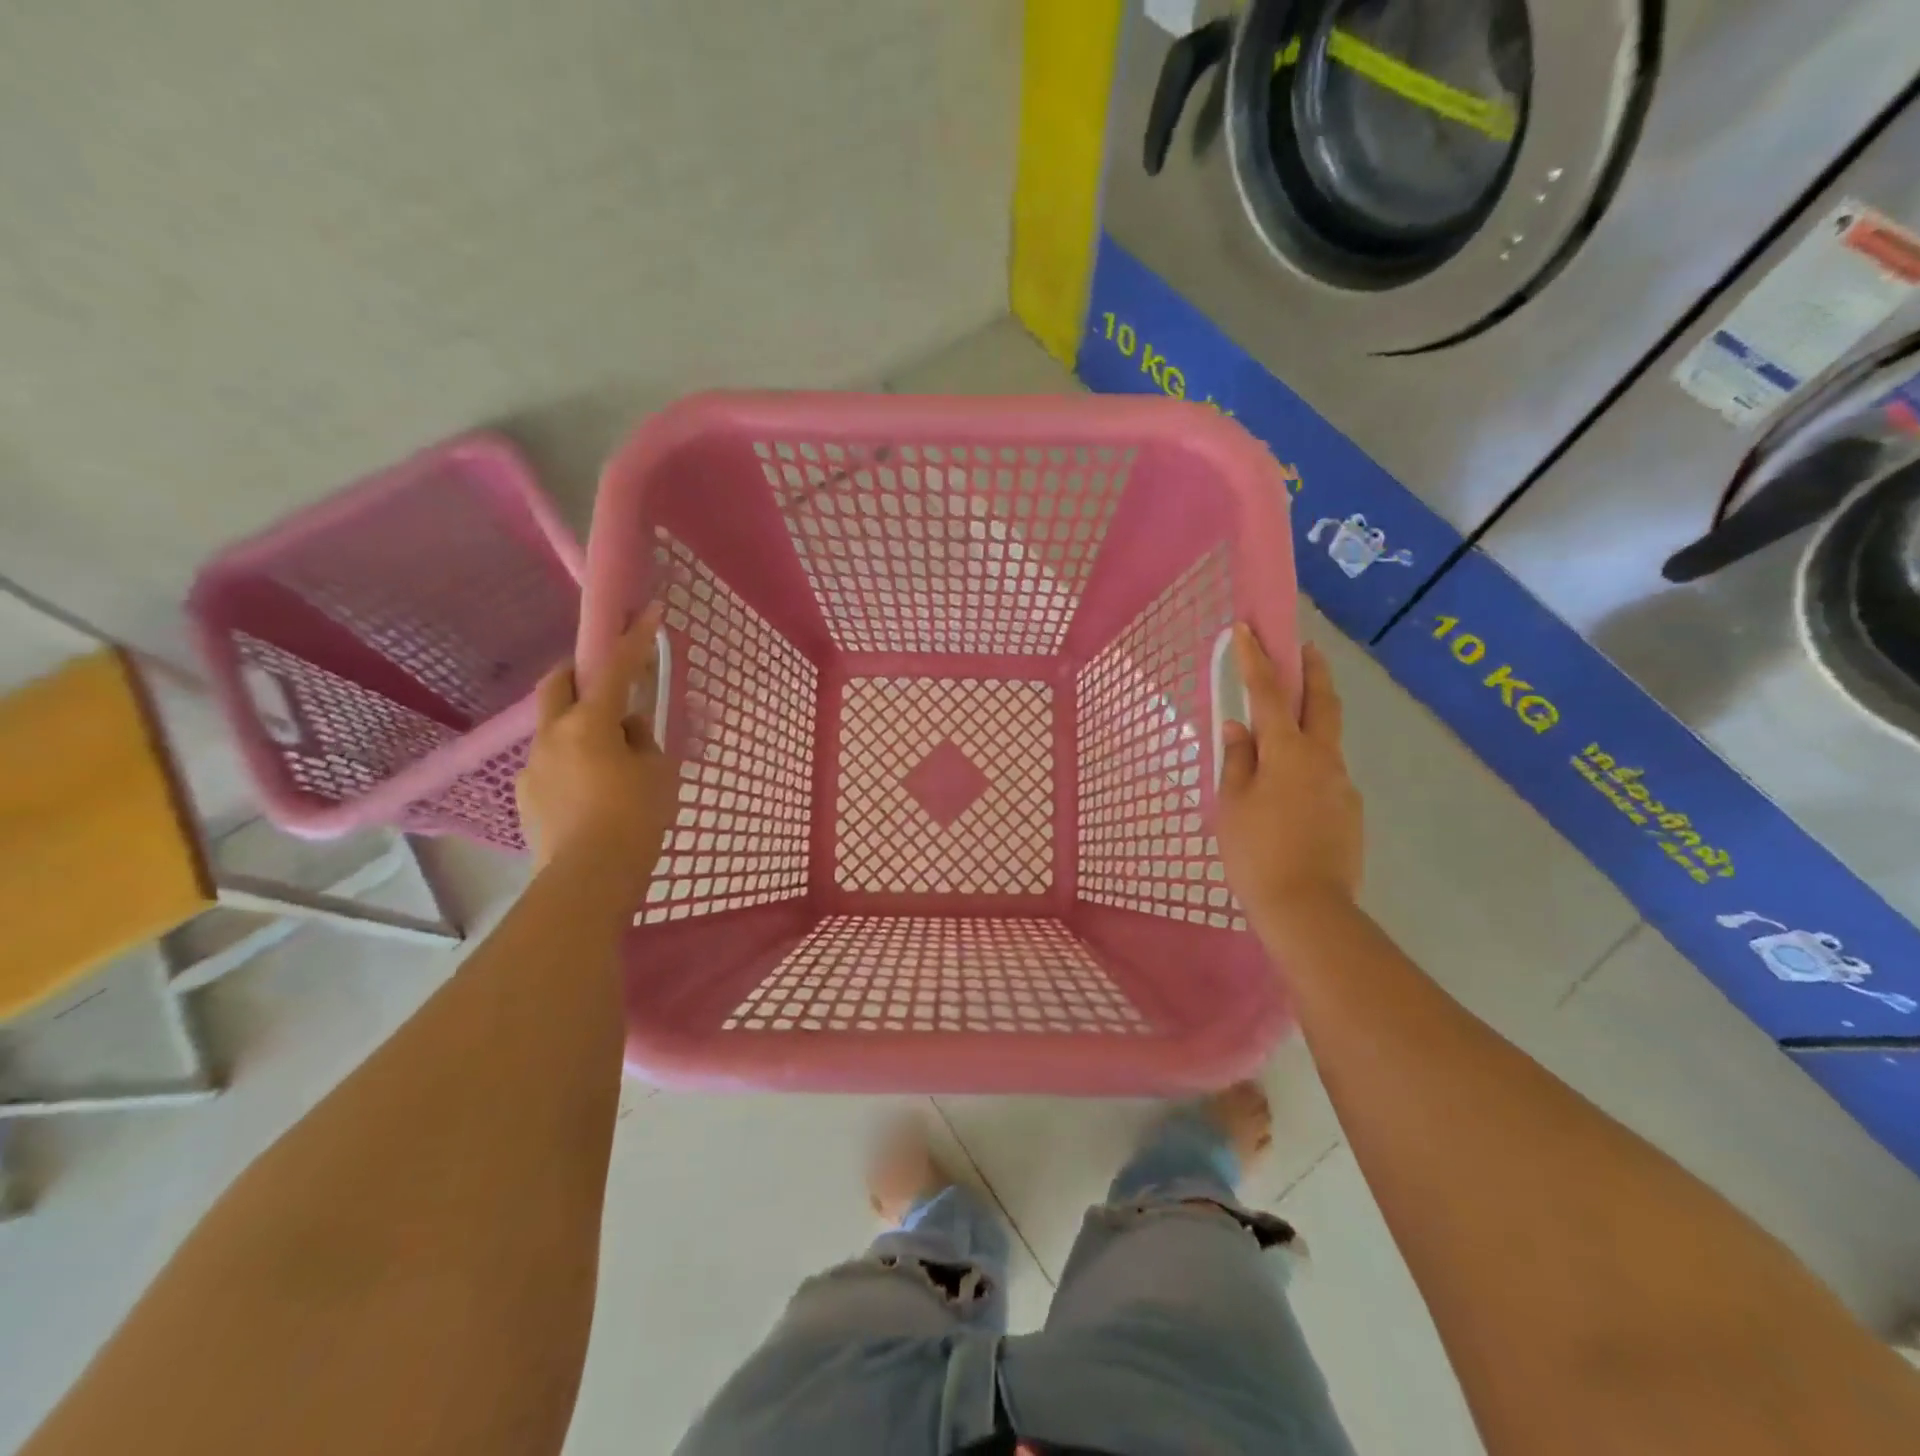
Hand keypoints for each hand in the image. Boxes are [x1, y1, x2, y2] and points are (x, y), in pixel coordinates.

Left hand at [516, 605, 676, 897]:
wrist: (588, 880)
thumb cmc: (635, 820)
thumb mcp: (658, 775)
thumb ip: (644, 742)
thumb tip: (629, 731)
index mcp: (589, 725)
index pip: (614, 670)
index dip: (634, 640)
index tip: (649, 612)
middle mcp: (553, 736)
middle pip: (558, 684)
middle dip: (580, 672)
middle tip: (609, 682)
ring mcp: (533, 767)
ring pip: (554, 727)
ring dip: (579, 725)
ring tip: (610, 758)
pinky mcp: (528, 797)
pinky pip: (551, 763)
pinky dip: (572, 761)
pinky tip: (593, 792)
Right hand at [1216, 627, 1363, 930]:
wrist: (1308, 910)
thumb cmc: (1256, 853)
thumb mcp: (1233, 804)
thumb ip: (1237, 760)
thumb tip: (1238, 727)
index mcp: (1288, 752)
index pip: (1269, 693)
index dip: (1256, 659)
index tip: (1248, 629)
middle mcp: (1322, 759)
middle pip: (1322, 702)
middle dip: (1313, 670)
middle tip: (1305, 647)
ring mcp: (1342, 784)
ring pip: (1327, 740)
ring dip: (1311, 720)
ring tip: (1283, 734)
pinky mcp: (1350, 810)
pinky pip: (1326, 774)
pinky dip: (1309, 764)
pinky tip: (1290, 792)